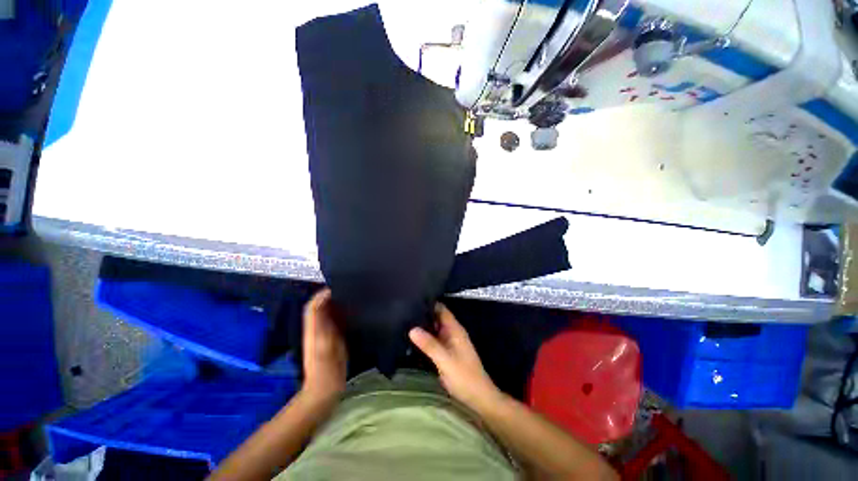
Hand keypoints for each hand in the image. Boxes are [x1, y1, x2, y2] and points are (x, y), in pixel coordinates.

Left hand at [302, 289, 347, 400]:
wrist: (325, 389)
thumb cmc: (324, 366)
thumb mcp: (322, 342)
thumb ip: (322, 320)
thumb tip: (325, 298)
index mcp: (314, 327)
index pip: (315, 304)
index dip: (324, 293)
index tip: (339, 285)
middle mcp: (319, 328)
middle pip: (323, 307)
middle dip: (334, 295)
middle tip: (351, 288)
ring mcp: (327, 335)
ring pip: (331, 314)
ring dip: (341, 304)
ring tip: (355, 296)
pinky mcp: (335, 340)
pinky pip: (339, 322)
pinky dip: (346, 315)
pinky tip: (357, 312)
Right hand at [409, 303, 501, 409]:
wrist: (478, 398)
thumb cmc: (464, 377)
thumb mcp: (445, 360)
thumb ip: (429, 344)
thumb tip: (412, 328)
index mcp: (455, 329)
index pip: (441, 309)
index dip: (429, 302)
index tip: (412, 298)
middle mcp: (451, 332)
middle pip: (436, 318)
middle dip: (422, 314)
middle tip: (403, 310)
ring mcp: (448, 342)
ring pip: (433, 329)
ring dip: (422, 326)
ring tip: (403, 321)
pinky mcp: (445, 352)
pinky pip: (433, 340)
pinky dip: (424, 338)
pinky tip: (411, 338)